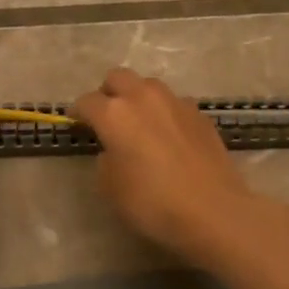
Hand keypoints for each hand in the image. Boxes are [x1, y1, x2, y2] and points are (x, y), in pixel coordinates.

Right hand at [71, 68, 265, 264]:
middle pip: (117, 77)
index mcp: (114, 113)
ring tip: (140, 123)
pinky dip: (165, 113)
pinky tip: (169, 136)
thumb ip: (105, 159)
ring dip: (138, 98)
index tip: (76, 123)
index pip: (86, 101)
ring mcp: (175, 102)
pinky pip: (174, 103)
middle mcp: (143, 97)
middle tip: (107, 117)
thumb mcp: (111, 188)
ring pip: (148, 85)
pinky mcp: (199, 114)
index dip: (78, 113)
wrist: (213, 210)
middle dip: (108, 93)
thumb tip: (113, 149)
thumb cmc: (152, 202)